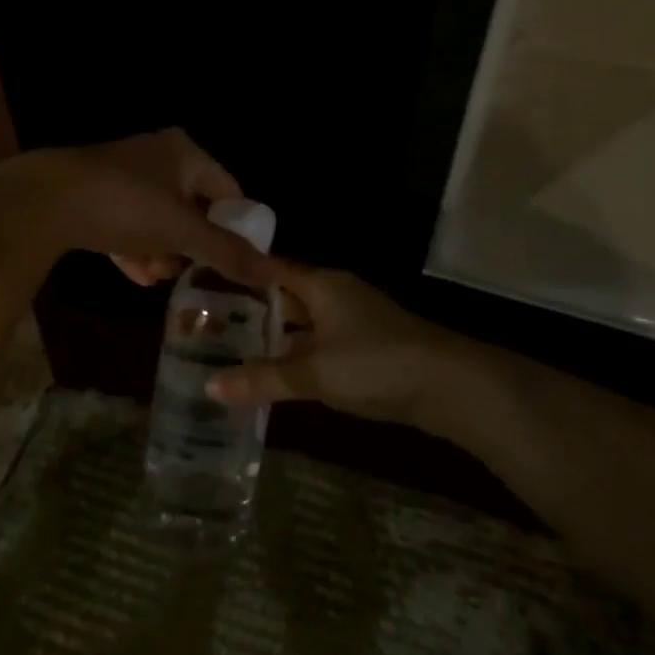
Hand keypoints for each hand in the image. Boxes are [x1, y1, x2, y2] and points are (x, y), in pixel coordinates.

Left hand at [18, 129, 276, 288]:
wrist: (44, 200)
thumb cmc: (126, 206)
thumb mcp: (182, 231)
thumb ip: (227, 252)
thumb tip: (274, 274)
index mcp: (184, 153)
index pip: (228, 189)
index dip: (235, 225)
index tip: (236, 260)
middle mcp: (156, 156)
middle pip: (190, 205)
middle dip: (191, 244)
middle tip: (190, 272)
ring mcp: (121, 174)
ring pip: (156, 217)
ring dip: (162, 250)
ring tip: (158, 278)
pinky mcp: (92, 193)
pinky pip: (126, 223)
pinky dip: (134, 248)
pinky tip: (135, 275)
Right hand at [207, 267, 495, 434]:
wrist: (450, 385)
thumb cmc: (375, 363)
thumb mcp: (314, 373)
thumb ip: (264, 379)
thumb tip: (210, 386)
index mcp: (322, 285)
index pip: (272, 268)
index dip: (241, 272)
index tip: (204, 278)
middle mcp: (338, 293)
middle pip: (288, 294)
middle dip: (255, 307)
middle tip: (210, 320)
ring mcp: (357, 319)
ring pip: (306, 321)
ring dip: (278, 334)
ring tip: (236, 347)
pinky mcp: (371, 345)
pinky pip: (323, 341)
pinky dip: (301, 352)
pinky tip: (282, 372)